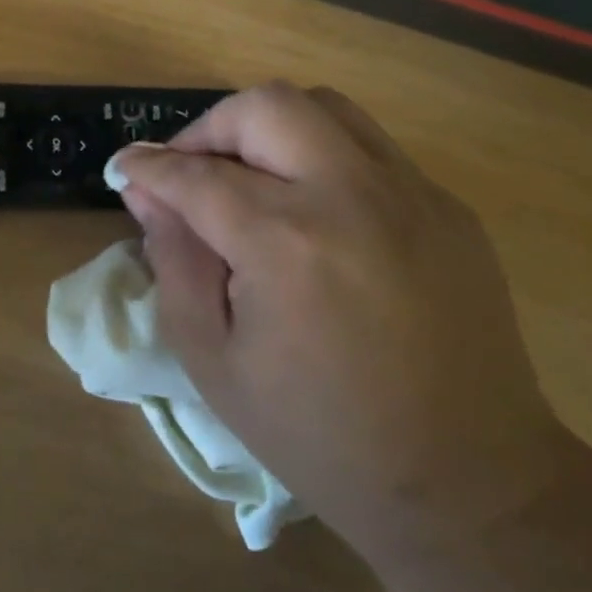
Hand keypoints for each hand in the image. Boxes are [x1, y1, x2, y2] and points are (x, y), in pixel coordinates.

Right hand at [107, 83, 569, 555]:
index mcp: (286, 243)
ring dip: (267, 128)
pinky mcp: (448, 208)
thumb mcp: (213, 359)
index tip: (124, 166)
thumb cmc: (319, 434)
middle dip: (208, 129)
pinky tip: (310, 212)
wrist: (468, 485)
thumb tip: (147, 193)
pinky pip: (368, 148)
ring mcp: (413, 195)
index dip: (148, 165)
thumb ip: (173, 261)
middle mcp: (353, 196)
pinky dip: (319, 156)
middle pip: (265, 107)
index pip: (196, 174)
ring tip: (247, 178)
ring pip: (324, 106)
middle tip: (188, 172)